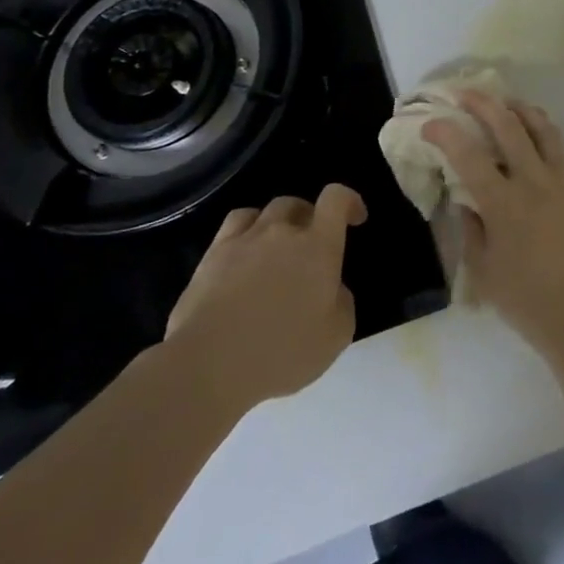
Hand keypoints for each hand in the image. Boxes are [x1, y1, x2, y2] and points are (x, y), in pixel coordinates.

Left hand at [162, 185, 366, 408]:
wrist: (209, 365)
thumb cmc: (282, 351)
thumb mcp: (337, 336)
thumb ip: (342, 302)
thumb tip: (331, 288)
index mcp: (319, 246)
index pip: (336, 198)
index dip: (349, 201)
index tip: (355, 218)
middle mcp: (282, 232)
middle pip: (297, 204)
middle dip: (309, 217)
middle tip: (311, 245)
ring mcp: (243, 241)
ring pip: (263, 211)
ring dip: (276, 223)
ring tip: (275, 247)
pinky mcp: (211, 256)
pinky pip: (234, 226)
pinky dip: (245, 232)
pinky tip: (244, 255)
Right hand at [424, 92, 563, 355]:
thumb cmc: (526, 299)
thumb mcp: (483, 270)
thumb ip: (471, 230)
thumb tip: (467, 201)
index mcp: (503, 203)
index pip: (468, 155)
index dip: (446, 133)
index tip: (432, 123)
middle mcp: (534, 181)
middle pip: (507, 126)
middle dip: (482, 103)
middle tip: (466, 94)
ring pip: (542, 129)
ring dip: (520, 109)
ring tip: (506, 102)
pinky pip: (563, 151)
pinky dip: (545, 136)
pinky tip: (537, 139)